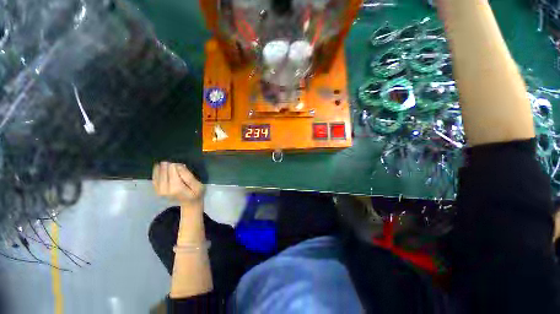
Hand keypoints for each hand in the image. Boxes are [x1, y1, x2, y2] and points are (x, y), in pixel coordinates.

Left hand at [152, 162, 203, 206]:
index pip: (172, 169)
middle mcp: (164, 189)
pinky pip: (154, 178)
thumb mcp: (198, 185)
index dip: (177, 165)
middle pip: (164, 170)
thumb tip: (178, 165)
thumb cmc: (195, 193)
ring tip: (169, 164)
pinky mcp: (157, 190)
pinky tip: (160, 168)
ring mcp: (159, 190)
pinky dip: (156, 172)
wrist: (189, 203)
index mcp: (176, 188)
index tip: (183, 165)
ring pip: (158, 173)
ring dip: (162, 167)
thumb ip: (189, 176)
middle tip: (177, 164)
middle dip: (169, 165)